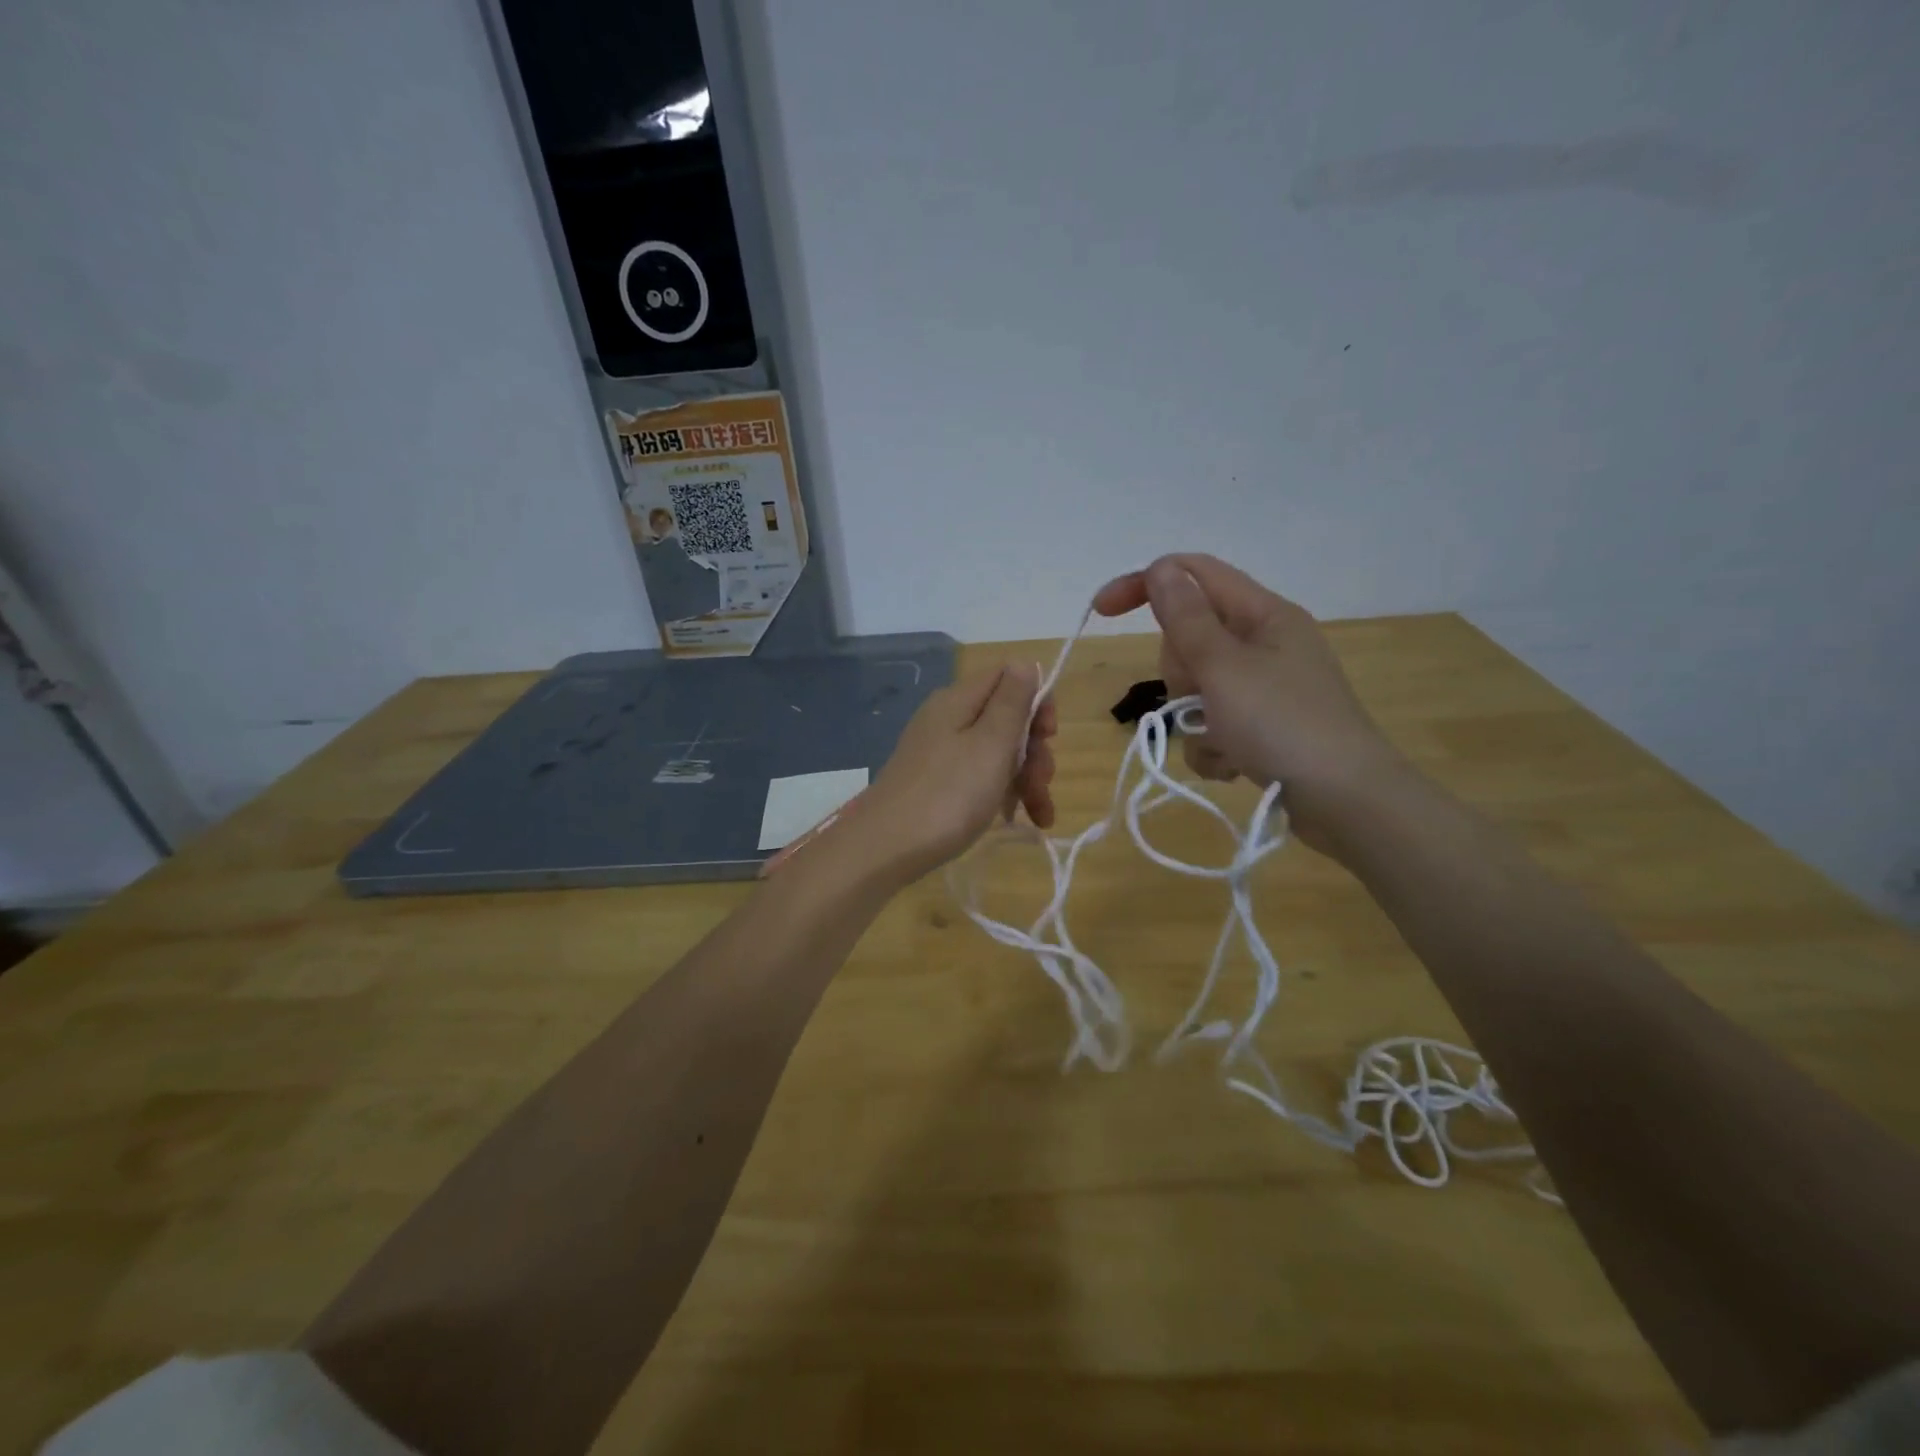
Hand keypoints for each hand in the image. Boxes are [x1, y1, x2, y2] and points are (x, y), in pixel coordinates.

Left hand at [840, 663, 1056, 886]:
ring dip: (1025, 778)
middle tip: (1042, 785)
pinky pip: (978, 775)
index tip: (1049, 737)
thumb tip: (1025, 662)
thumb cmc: (948, 795)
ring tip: (1041, 817)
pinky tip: (1014, 819)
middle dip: (1034, 750)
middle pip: (1007, 718)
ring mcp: (940, 751)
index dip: (1038, 702)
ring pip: (997, 751)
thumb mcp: (991, 744)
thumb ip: (1012, 701)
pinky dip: (1001, 792)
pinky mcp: (936, 782)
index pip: (1010, 677)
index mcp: (959, 700)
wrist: (885, 848)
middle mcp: (948, 718)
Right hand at [1093, 554, 1404, 852]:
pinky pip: (1212, 725)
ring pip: (1196, 688)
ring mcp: (1265, 689)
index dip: (1145, 584)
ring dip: (1195, 719)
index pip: (1194, 574)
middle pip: (1191, 638)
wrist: (1345, 803)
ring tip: (1223, 741)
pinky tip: (1233, 765)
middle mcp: (1265, 644)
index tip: (1103, 612)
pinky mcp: (1264, 728)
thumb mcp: (1223, 667)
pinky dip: (1213, 746)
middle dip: (1181, 672)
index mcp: (1263, 614)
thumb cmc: (1282, 724)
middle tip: (1200, 696)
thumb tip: (1160, 568)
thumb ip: (1185, 617)